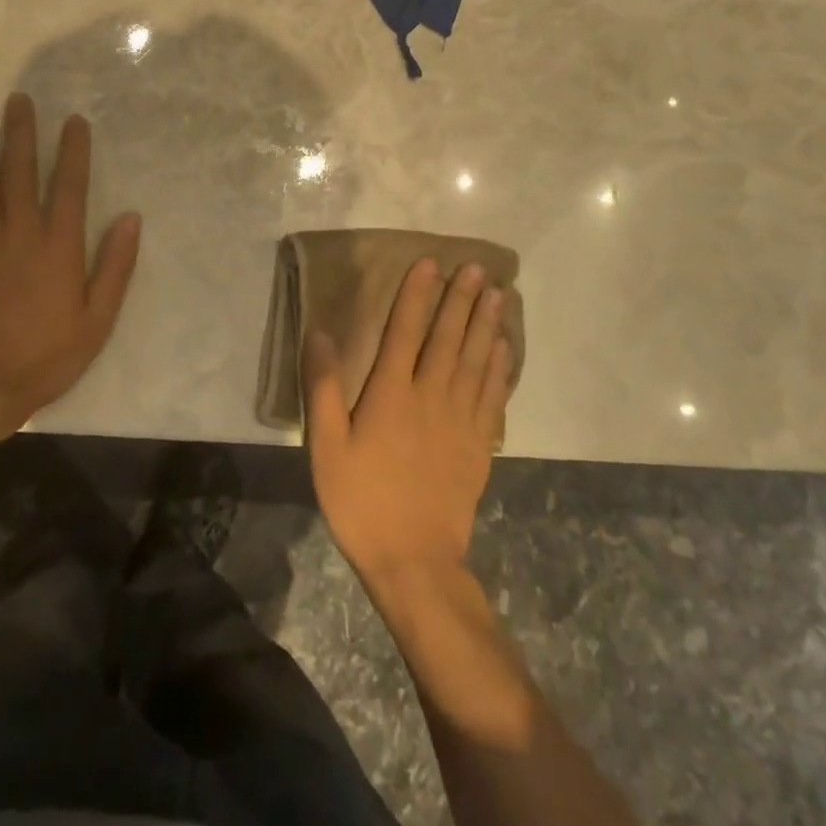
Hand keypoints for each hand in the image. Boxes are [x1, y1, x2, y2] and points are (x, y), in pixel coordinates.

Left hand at [0, 94, 141, 442]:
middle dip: (23, 133)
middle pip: (22, 173)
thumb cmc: (48, 357)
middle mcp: (21, 234)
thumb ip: (115, 267)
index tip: (73, 121)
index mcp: (59, 248)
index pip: (69, 187)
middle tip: (21, 98)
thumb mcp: (98, 320)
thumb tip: (130, 217)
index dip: (73, 152)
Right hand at [304, 260, 511, 586]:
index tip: (430, 264)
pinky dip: (500, 366)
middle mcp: (431, 396)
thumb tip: (320, 332)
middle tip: (478, 267)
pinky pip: (493, 395)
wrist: (414, 562)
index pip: (405, 330)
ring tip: (499, 294)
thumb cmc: (361, 500)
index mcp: (391, 393)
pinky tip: (505, 348)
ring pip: (477, 360)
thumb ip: (323, 387)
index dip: (417, 294)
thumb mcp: (326, 447)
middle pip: (449, 338)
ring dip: (487, 324)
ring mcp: (461, 420)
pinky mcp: (479, 444)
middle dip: (462, 299)